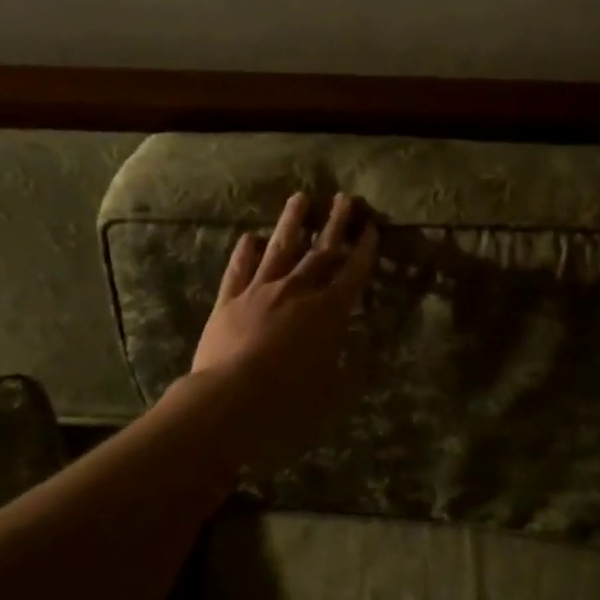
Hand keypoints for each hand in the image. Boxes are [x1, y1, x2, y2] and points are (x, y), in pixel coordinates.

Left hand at [184, 190, 379, 470]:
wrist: (231, 400)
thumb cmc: (291, 401)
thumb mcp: (334, 392)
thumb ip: (353, 371)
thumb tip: (369, 355)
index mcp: (328, 312)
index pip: (352, 273)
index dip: (364, 250)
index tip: (371, 228)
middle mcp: (297, 291)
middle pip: (320, 252)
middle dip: (335, 224)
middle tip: (345, 199)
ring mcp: (260, 291)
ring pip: (280, 248)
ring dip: (292, 222)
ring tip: (301, 198)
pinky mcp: (228, 301)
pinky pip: (239, 269)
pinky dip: (246, 251)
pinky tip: (250, 236)